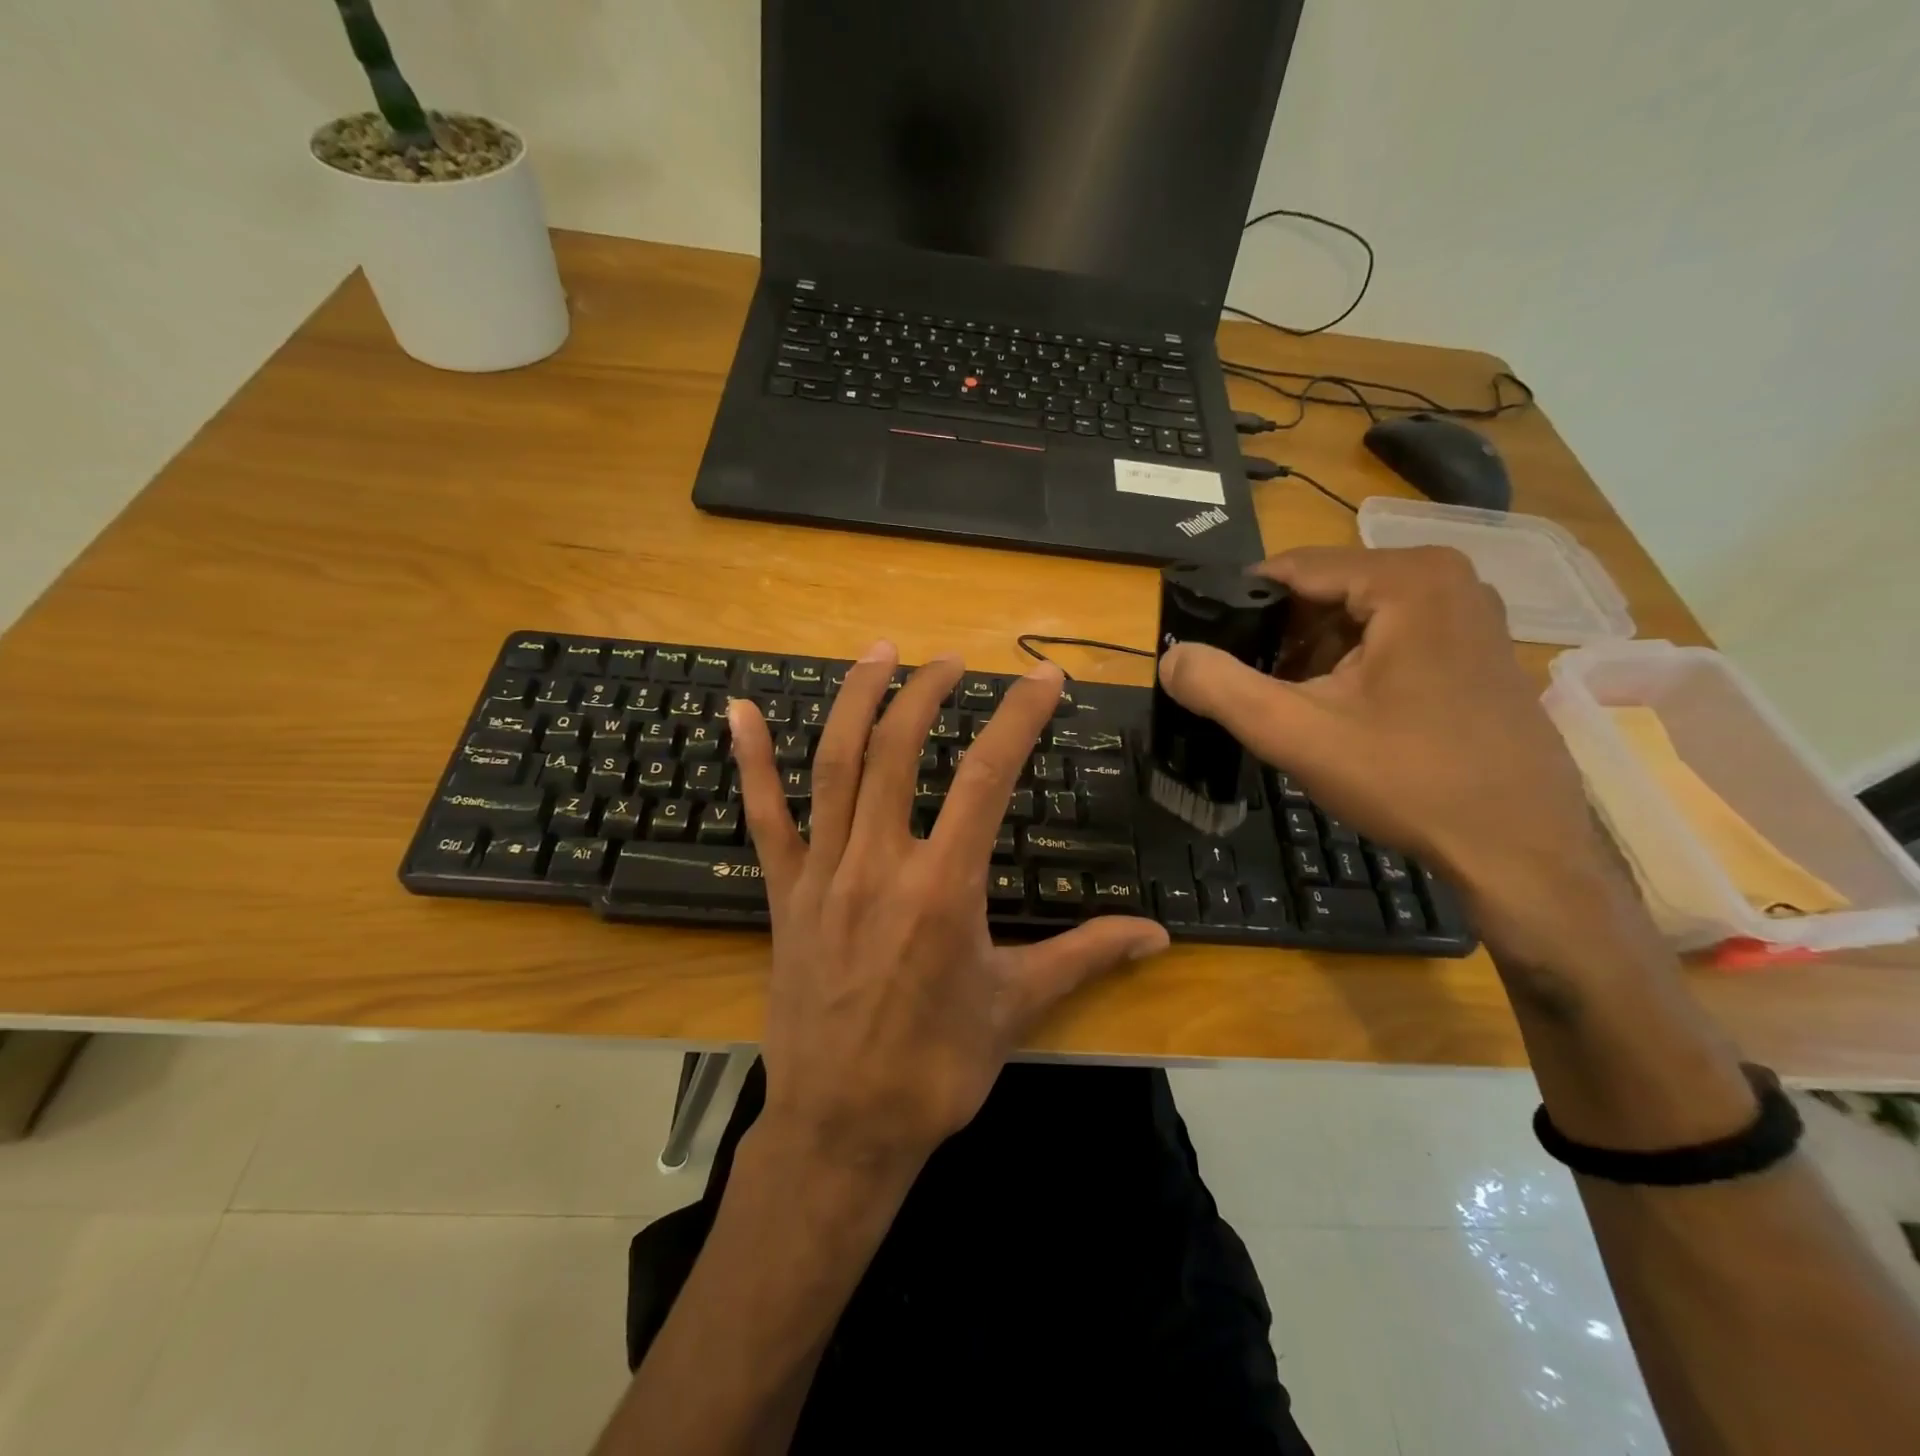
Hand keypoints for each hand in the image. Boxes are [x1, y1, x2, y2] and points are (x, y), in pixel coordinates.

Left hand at [727, 645, 1168, 1174]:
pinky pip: (764, 817)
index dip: (1019, 717)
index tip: (1044, 680)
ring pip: (834, 766)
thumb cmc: (936, 1068)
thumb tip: (1157, 936)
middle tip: (951, 660)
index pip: (988, 776)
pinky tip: (738, 710)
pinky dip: (750, 760)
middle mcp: (881, 864)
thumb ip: (1087, 957)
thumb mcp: (1019, 1007)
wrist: (843, 1127)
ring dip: (856, 700)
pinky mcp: (785, 894)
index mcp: (945, 887)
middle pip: (898, 750)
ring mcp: (824, 874)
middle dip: (927, 692)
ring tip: (879, 653)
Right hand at [1157, 546, 1626, 965]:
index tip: (1205, 647)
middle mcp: (1447, 579)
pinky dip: (1350, 666)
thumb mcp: (1295, 732)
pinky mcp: (1477, 649)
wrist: (1520, 849)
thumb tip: (1168, 658)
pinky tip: (1335, 713)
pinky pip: (1391, 637)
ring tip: (1284, 706)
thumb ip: (1220, 687)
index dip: (1238, 606)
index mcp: (1408, 579)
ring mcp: (1470, 614)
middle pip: (1326, 592)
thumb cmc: (1408, 780)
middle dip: (1277, 637)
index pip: (1293, 568)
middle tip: (1244, 688)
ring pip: (1356, 616)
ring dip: (1310, 655)